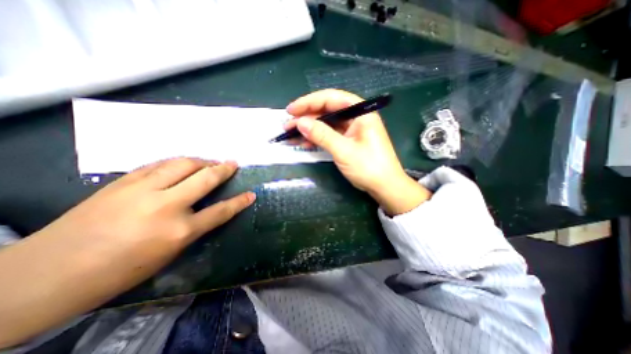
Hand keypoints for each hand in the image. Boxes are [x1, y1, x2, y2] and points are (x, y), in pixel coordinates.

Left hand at [40, 159, 253, 272]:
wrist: (50, 272)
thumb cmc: (121, 269)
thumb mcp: (169, 253)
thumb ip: (193, 227)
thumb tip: (208, 210)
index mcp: (179, 231)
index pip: (221, 211)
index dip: (239, 202)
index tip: (251, 194)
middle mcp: (166, 206)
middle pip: (205, 178)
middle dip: (223, 169)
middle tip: (233, 163)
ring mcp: (143, 190)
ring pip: (182, 164)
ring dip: (201, 161)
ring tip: (210, 161)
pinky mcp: (123, 182)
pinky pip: (159, 164)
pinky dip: (176, 162)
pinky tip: (181, 163)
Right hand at [284, 90, 428, 213]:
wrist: (384, 186)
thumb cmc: (369, 167)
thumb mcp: (343, 151)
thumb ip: (322, 135)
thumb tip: (300, 122)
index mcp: (361, 112)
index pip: (331, 98)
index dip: (309, 102)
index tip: (291, 110)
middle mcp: (356, 117)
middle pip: (327, 110)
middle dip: (307, 117)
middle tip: (288, 125)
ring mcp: (352, 129)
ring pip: (326, 123)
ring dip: (309, 129)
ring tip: (291, 135)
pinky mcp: (348, 140)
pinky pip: (330, 135)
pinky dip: (317, 138)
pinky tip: (304, 143)